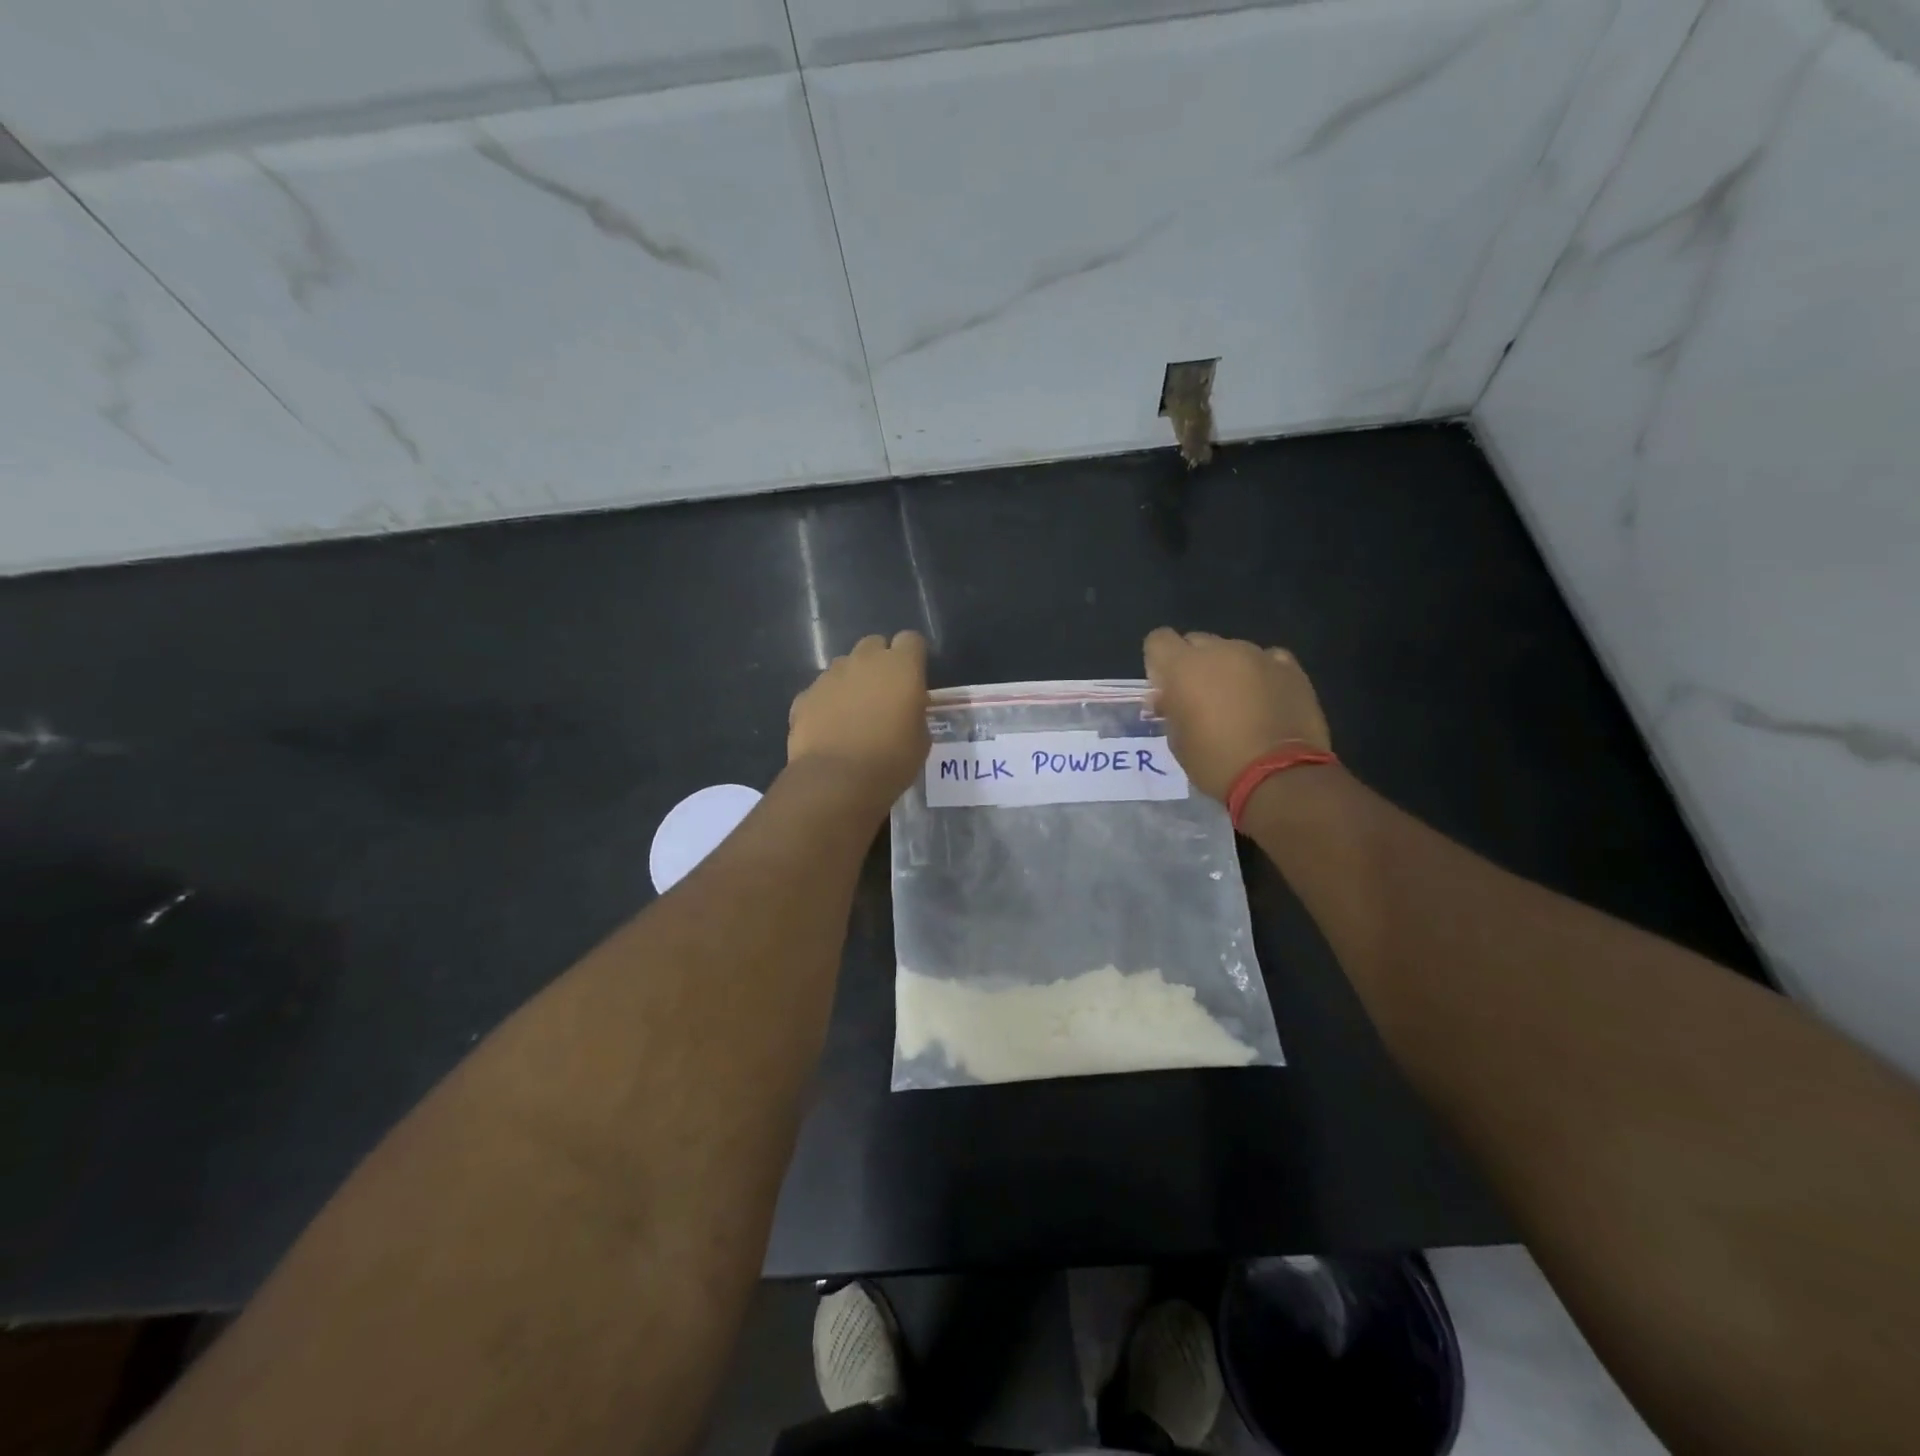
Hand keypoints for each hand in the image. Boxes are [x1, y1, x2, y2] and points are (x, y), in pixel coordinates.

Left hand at [788, 631, 929, 807]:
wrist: (836, 781)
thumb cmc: (891, 761)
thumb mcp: (921, 740)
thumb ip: (915, 713)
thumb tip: (907, 709)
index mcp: (901, 667)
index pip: (911, 640)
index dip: (913, 657)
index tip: (914, 679)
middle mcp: (864, 661)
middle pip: (874, 645)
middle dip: (880, 662)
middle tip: (884, 694)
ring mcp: (830, 676)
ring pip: (845, 666)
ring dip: (852, 681)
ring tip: (854, 713)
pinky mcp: (805, 695)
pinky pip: (821, 691)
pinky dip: (827, 703)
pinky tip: (830, 729)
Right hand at [1143, 628, 1331, 801]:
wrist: (1279, 776)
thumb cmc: (1216, 762)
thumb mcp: (1178, 741)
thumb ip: (1170, 710)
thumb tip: (1167, 698)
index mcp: (1184, 667)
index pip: (1159, 640)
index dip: (1158, 661)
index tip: (1166, 688)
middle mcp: (1220, 651)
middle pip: (1196, 642)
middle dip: (1193, 664)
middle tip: (1200, 698)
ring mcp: (1258, 656)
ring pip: (1232, 650)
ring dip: (1228, 669)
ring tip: (1239, 703)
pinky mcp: (1290, 668)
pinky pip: (1268, 660)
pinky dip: (1262, 673)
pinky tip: (1266, 698)